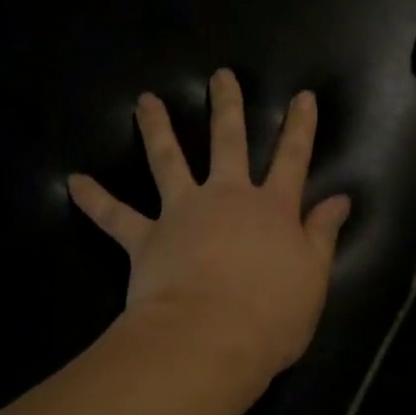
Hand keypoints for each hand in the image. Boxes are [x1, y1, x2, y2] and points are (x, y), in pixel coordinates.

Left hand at [68, 70, 351, 380]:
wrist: (211, 338)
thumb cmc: (272, 315)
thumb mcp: (313, 278)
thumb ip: (322, 235)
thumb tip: (340, 199)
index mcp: (272, 209)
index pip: (293, 159)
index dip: (300, 128)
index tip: (303, 97)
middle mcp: (226, 198)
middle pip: (228, 143)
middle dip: (227, 107)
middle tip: (220, 76)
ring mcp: (182, 213)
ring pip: (168, 161)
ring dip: (157, 129)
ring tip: (144, 102)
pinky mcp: (146, 237)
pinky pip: (115, 216)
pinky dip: (95, 199)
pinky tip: (74, 182)